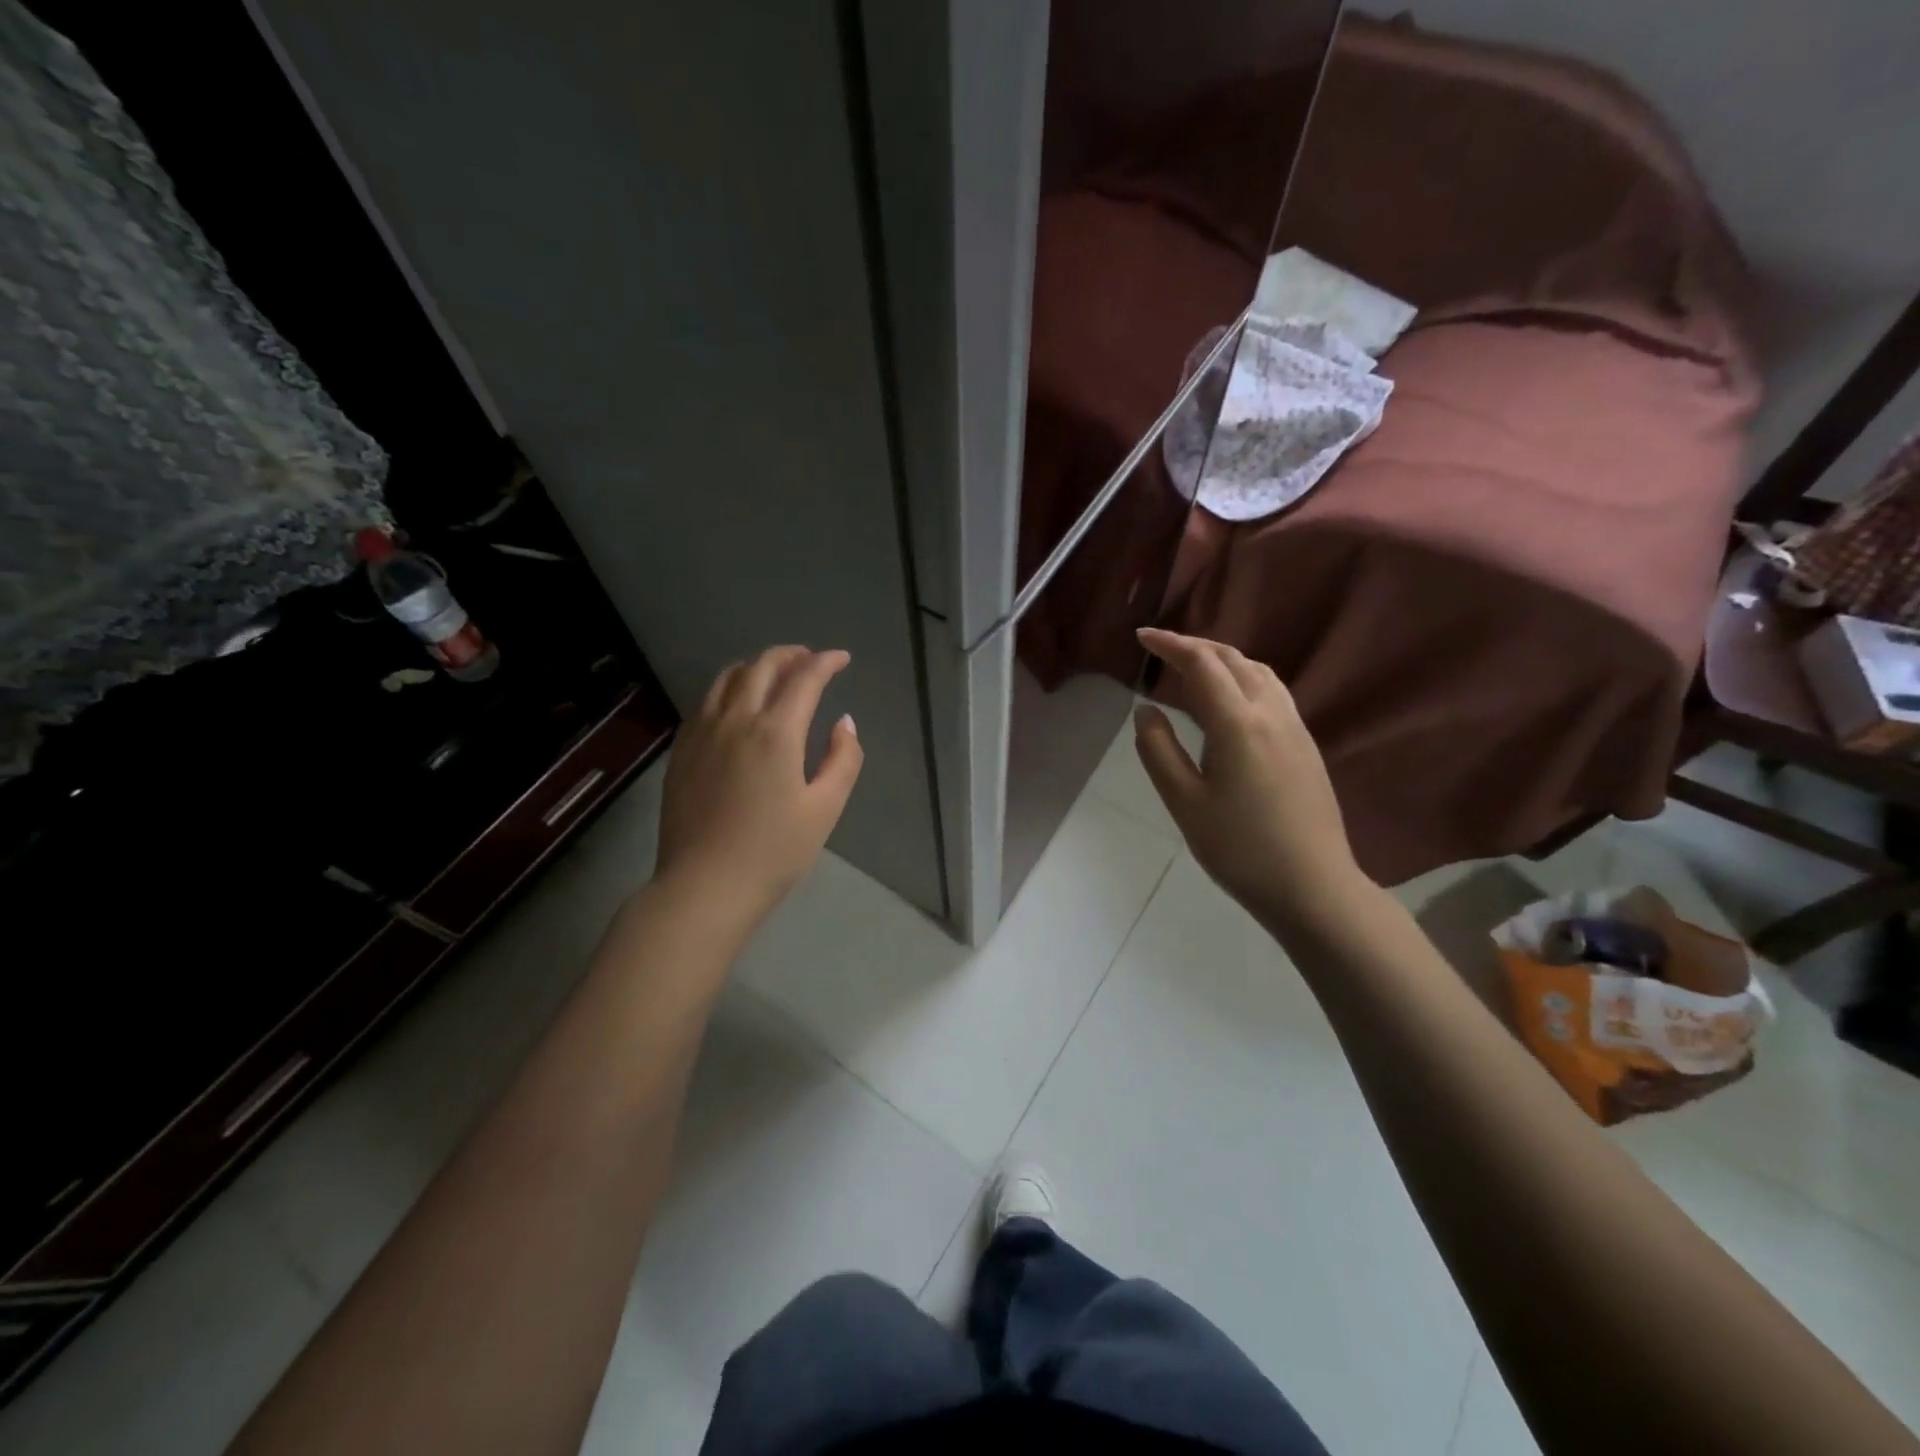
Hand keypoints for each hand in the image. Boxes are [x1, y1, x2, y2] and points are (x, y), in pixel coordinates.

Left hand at [654, 645, 863, 923]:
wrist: (704, 887)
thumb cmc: (773, 852)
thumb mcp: (825, 809)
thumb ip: (843, 759)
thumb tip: (844, 723)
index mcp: (775, 733)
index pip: (804, 678)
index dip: (826, 662)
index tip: (842, 659)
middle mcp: (735, 720)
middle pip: (762, 666)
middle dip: (791, 655)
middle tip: (811, 660)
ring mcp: (702, 733)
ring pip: (728, 678)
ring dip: (757, 666)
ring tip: (775, 674)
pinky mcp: (682, 750)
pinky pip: (707, 701)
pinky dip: (729, 688)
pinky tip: (737, 704)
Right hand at [1133, 628, 1365, 932]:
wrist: (1312, 885)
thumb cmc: (1239, 848)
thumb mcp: (1184, 802)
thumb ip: (1158, 750)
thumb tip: (1145, 710)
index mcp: (1238, 723)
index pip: (1201, 664)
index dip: (1170, 644)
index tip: (1142, 637)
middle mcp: (1271, 713)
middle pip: (1233, 659)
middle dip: (1195, 646)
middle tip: (1162, 649)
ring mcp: (1295, 727)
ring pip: (1258, 671)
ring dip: (1223, 659)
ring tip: (1193, 668)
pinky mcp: (1306, 744)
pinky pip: (1273, 691)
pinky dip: (1243, 677)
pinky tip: (1231, 700)